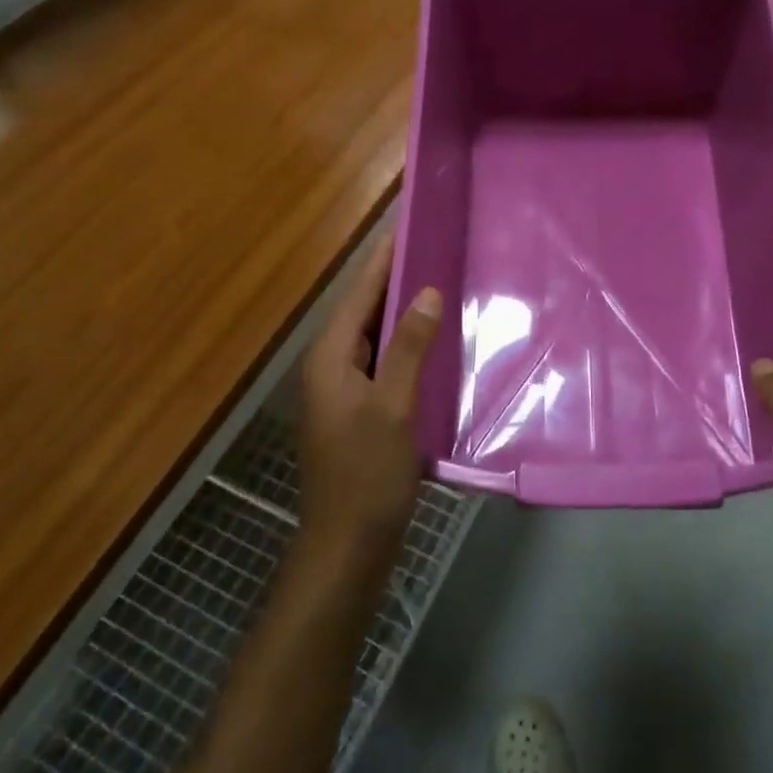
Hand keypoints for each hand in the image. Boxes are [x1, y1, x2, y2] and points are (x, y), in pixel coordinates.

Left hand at [298, 232, 442, 559]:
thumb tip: (426, 292)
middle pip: (364, 309)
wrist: (347, 549)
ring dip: (403, 310)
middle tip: (436, 245)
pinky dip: (407, 344)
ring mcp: (344, 391)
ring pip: (375, 336)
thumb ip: (409, 348)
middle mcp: (331, 366)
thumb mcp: (394, 408)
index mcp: (330, 357)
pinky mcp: (360, 411)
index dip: (383, 257)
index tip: (408, 222)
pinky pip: (384, 361)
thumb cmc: (367, 476)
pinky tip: (436, 341)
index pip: (359, 292)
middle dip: (396, 277)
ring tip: (442, 280)